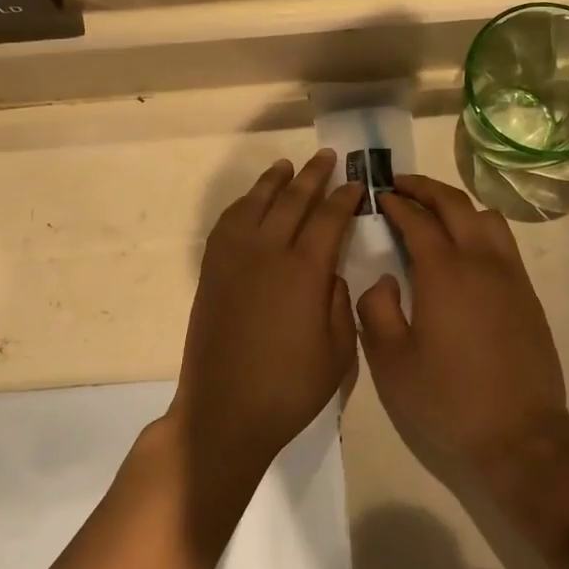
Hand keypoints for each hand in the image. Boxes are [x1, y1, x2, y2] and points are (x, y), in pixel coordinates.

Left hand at [169, 151, 362, 485]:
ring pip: (256, 203)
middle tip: (327, 157)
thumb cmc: (290, 388)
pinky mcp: (212, 270)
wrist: (224, 411)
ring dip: (275, 181)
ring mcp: (234, 258)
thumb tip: (332, 271)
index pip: (330, 218)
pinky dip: (243, 204)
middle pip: (293, 200)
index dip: (345, 197)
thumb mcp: (340, 352)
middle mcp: (268, 251)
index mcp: (305, 271)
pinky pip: (228, 223)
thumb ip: (341, 302)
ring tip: (288, 167)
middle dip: (313, 176)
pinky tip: (252, 202)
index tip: (356, 184)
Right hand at [356, 176, 568, 478]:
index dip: (395, 203)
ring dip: (456, 205)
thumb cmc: (447, 400)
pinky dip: (479, 228)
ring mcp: (510, 275)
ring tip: (434, 214)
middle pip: (454, 204)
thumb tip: (383, 279)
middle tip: (400, 185)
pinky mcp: (527, 294)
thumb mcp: (391, 362)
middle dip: (424, 188)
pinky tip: (465, 250)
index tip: (378, 196)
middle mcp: (480, 261)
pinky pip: (503, 242)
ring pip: (486, 217)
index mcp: (443, 272)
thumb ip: (377, 310)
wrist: (520, 436)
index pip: (416, 220)